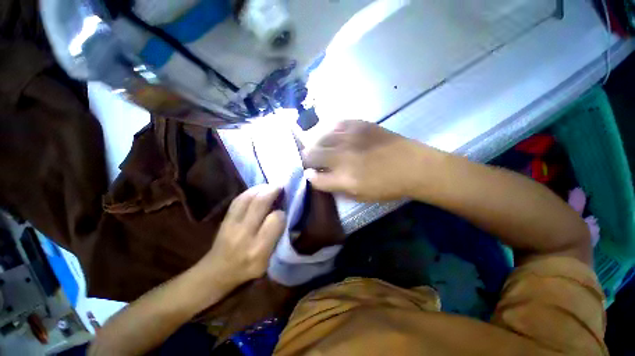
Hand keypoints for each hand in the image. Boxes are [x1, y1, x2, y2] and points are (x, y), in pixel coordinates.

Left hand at [199, 185, 285, 289]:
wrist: (217, 271)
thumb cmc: (247, 269)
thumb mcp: (267, 262)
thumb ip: (278, 240)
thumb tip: (285, 217)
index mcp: (258, 249)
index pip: (275, 221)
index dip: (282, 213)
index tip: (285, 211)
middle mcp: (244, 234)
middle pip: (260, 204)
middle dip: (272, 191)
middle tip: (281, 186)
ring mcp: (231, 224)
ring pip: (248, 198)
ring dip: (262, 188)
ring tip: (271, 186)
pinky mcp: (225, 219)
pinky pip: (238, 199)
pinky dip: (250, 191)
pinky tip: (258, 190)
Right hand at [304, 120, 437, 201]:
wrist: (413, 166)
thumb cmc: (387, 186)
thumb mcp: (359, 195)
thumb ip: (334, 186)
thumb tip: (314, 176)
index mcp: (344, 178)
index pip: (313, 176)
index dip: (308, 175)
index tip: (309, 174)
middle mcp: (343, 156)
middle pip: (311, 154)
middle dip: (307, 158)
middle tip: (312, 161)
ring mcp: (350, 137)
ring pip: (319, 137)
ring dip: (315, 144)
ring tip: (320, 148)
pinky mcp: (359, 124)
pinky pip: (334, 124)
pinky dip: (329, 131)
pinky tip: (333, 136)